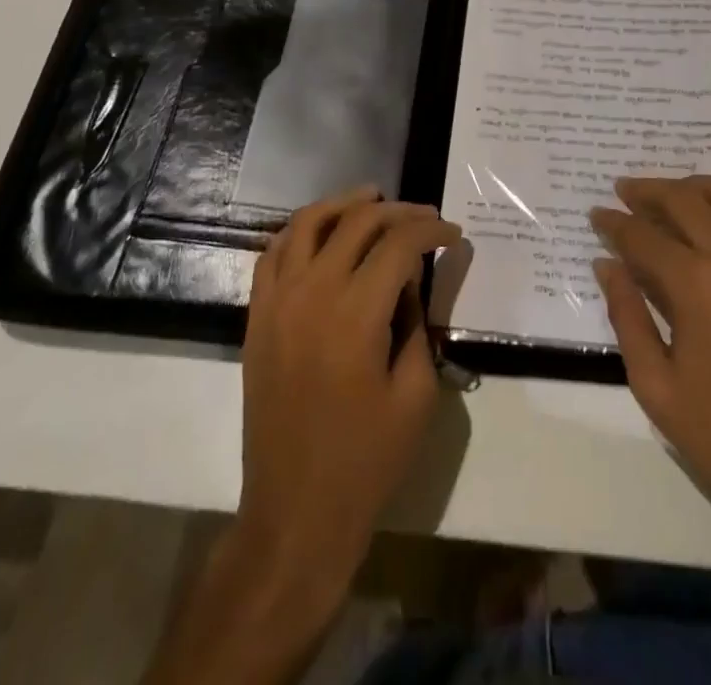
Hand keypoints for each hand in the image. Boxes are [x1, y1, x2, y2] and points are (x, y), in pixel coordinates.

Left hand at [235, 187, 460, 616]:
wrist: (294, 512)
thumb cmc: (366, 461)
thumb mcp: (416, 395)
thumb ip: (416, 324)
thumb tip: (410, 281)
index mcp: (356, 315)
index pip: (398, 244)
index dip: (431, 230)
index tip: (453, 235)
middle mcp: (313, 293)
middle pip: (358, 222)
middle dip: (398, 211)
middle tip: (425, 218)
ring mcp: (278, 302)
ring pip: (308, 223)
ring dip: (344, 204)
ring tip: (373, 198)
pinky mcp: (257, 316)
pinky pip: (273, 253)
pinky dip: (300, 229)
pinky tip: (322, 230)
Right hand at [590, 175, 710, 570]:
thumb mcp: (654, 384)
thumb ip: (627, 315)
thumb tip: (606, 265)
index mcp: (695, 286)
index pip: (643, 236)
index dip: (614, 224)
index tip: (596, 216)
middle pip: (685, 200)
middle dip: (648, 191)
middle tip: (624, 193)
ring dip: (699, 186)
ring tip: (676, 195)